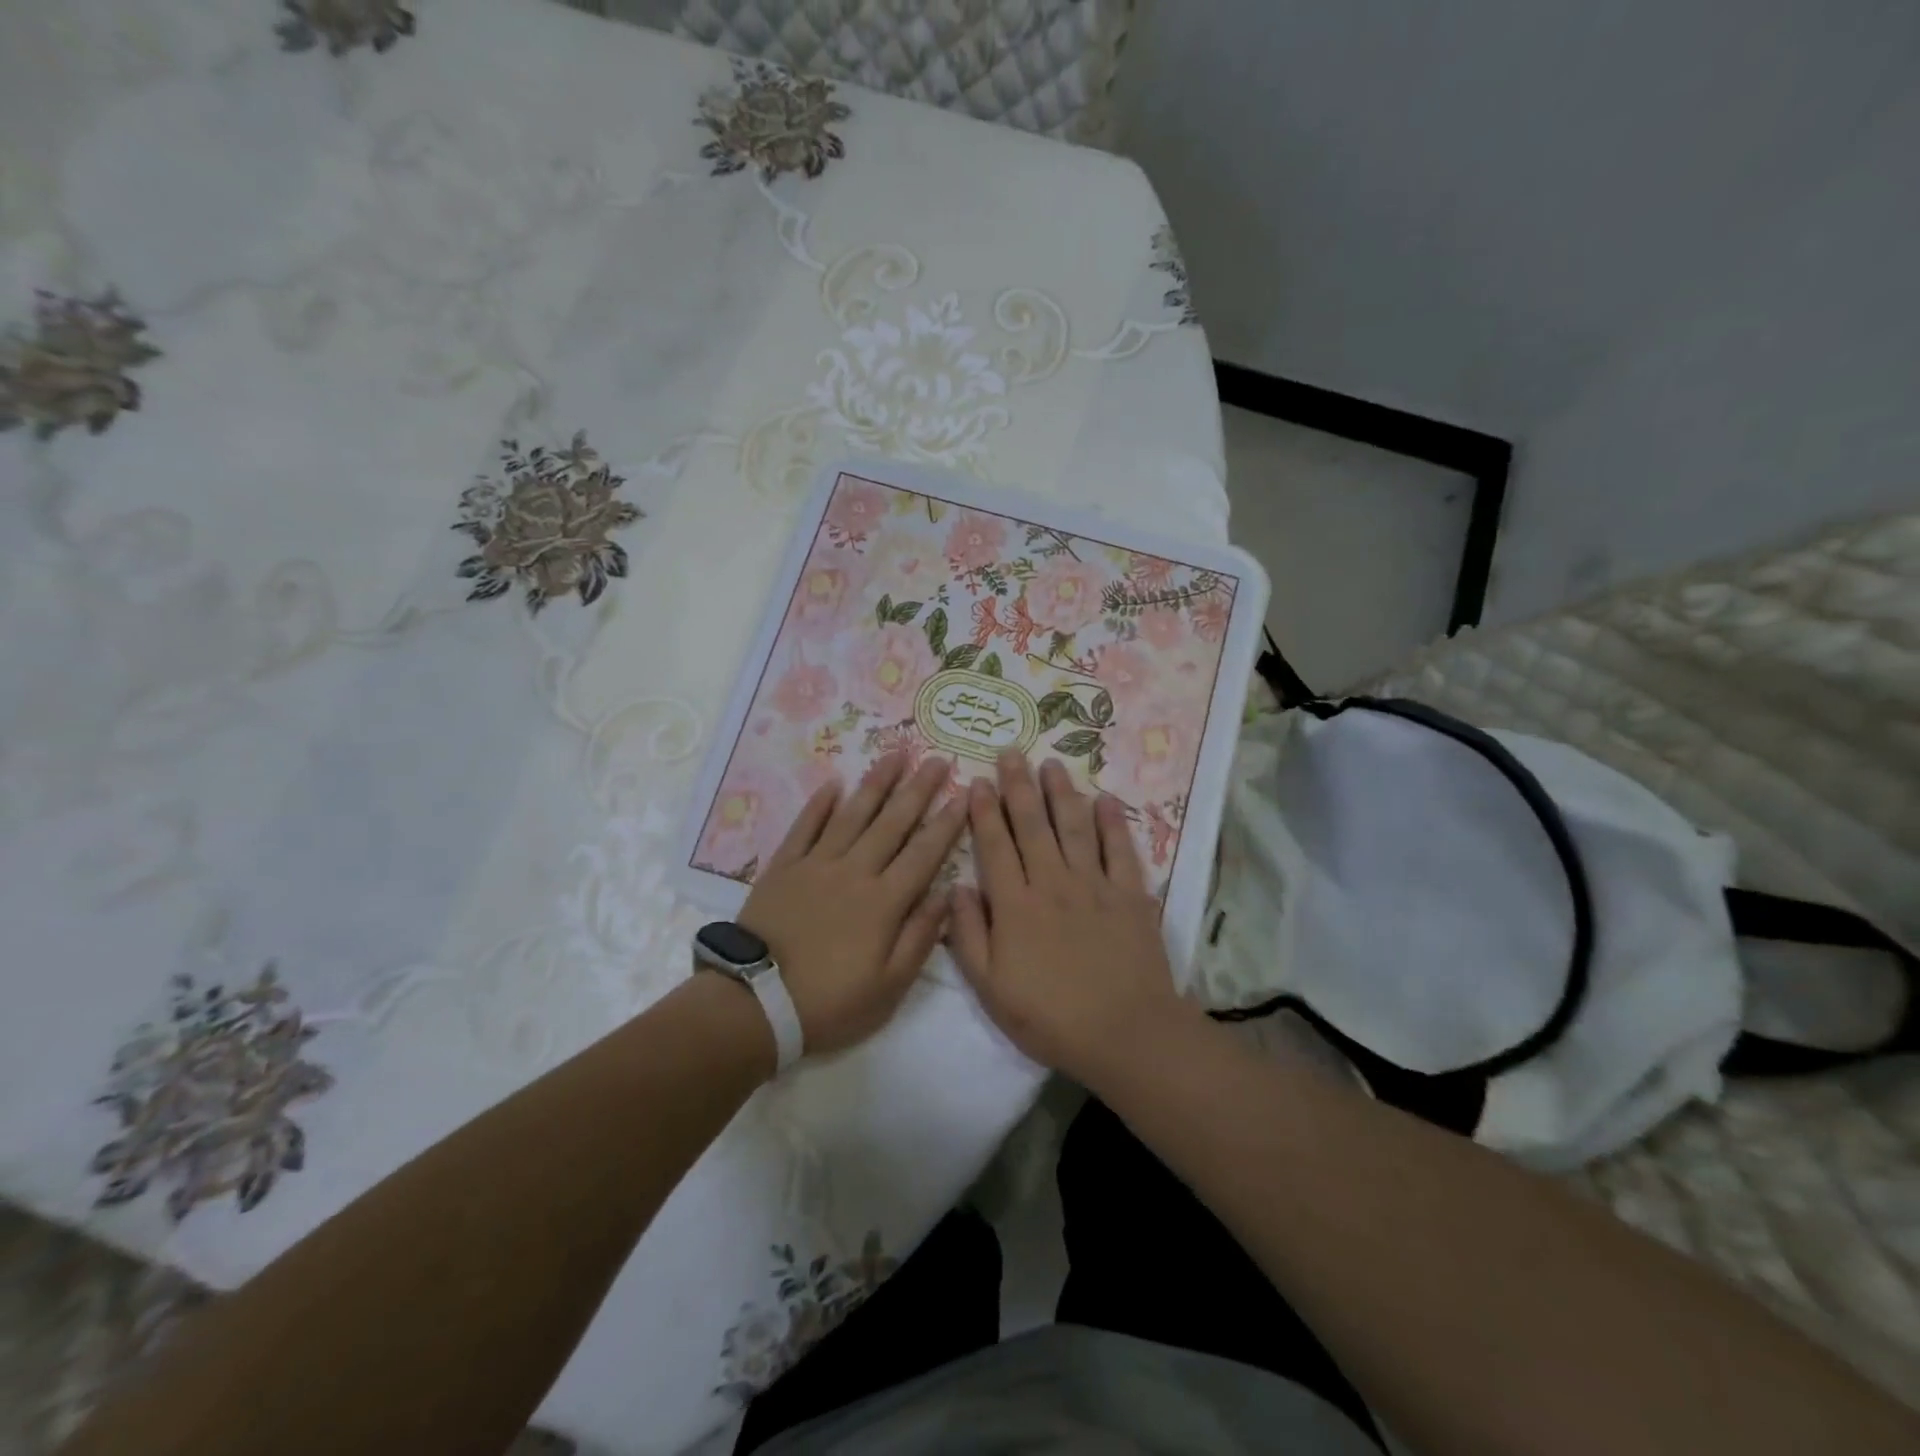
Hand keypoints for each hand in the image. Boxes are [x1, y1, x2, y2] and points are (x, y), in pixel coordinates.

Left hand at [738, 753, 965, 1057]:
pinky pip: (805, 827)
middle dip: (918, 789)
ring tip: (895, 754)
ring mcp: (817, 864)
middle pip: (893, 823)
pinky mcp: (784, 867)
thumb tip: (946, 895)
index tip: (965, 794)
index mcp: (885, 901)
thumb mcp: (888, 987)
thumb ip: (920, 938)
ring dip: (876, 783)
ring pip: (853, 814)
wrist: (756, 1003)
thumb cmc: (829, 1002)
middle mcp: (855, 871)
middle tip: (937, 759)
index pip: (924, 853)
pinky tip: (833, 783)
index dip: (946, 823)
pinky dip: (819, 804)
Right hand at [948, 751, 1190, 1083]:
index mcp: (1015, 905)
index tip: (977, 781)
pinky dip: (1113, 823)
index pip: (994, 846)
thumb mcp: (990, 988)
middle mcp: (1052, 882)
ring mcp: (1094, 885)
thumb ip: (969, 935)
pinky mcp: (1130, 894)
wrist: (1124, 1033)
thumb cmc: (1049, 1017)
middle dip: (1019, 786)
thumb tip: (955, 887)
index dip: (984, 812)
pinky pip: (1120, 850)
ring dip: (1061, 793)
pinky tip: (1105, 799)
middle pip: (1032, 825)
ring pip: (1073, 827)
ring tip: (1051, 764)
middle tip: (1011, 752)